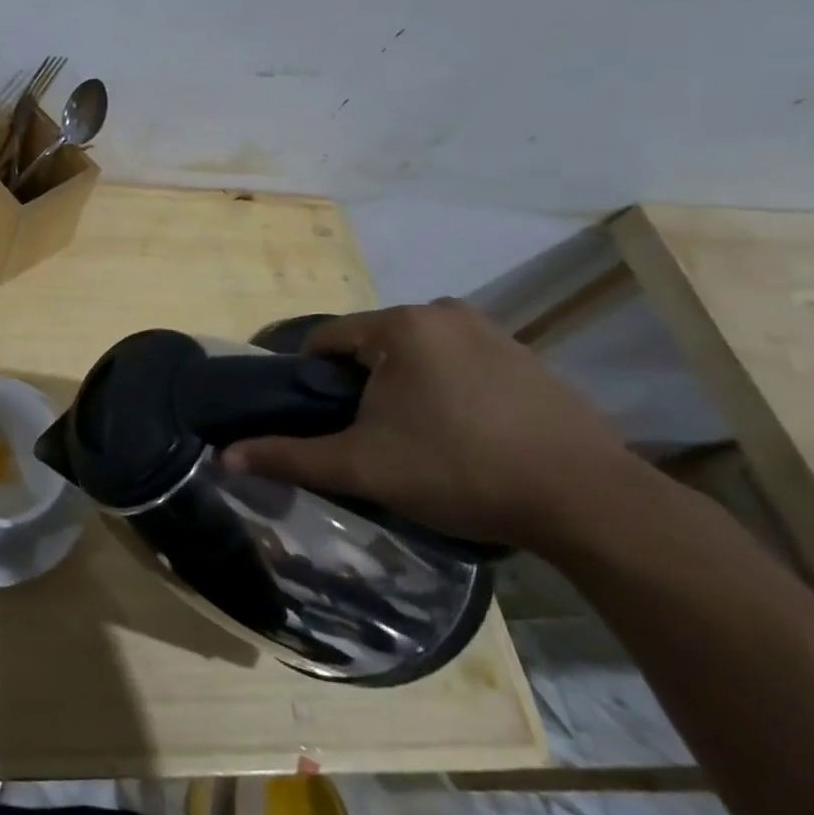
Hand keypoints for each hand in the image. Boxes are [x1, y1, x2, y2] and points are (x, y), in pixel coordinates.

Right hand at [222, 299, 641, 550]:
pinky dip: (445, 390)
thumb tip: (224, 458)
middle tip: (368, 437)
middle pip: (372, 345)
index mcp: (401, 325)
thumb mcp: (362, 467)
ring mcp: (493, 332)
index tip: (321, 421)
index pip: (326, 340)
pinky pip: (459, 363)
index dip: (312, 381)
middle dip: (360, 386)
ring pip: (416, 355)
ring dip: (402, 387)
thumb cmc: (460, 470)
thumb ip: (290, 456)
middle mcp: (445, 312)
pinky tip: (462, 435)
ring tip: (415, 440)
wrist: (589, 502)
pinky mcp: (527, 358)